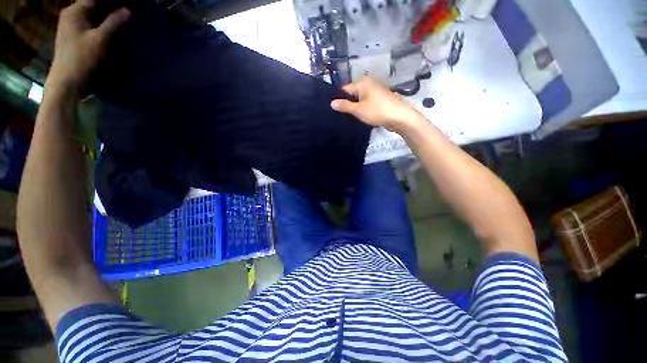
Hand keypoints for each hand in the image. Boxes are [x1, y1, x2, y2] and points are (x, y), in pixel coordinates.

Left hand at [46, 0, 129, 92]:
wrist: (60, 92)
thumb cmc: (77, 62)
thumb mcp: (99, 39)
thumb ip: (115, 21)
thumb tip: (127, 10)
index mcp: (74, 9)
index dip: (112, 1)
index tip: (122, 6)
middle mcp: (69, 14)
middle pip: (94, 4)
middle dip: (107, 7)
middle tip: (120, 11)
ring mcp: (66, 26)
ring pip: (90, 12)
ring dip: (102, 15)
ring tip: (115, 18)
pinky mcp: (67, 38)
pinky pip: (85, 22)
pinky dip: (94, 23)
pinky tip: (104, 27)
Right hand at [330, 76, 424, 132]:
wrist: (401, 118)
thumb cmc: (378, 111)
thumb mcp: (358, 110)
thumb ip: (344, 106)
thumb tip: (331, 103)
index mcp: (363, 82)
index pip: (344, 89)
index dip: (339, 99)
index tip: (333, 110)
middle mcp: (369, 84)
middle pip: (353, 94)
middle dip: (348, 103)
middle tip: (340, 115)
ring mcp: (377, 92)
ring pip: (361, 99)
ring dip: (357, 107)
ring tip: (350, 117)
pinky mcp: (382, 100)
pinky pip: (369, 103)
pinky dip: (365, 109)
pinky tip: (362, 117)